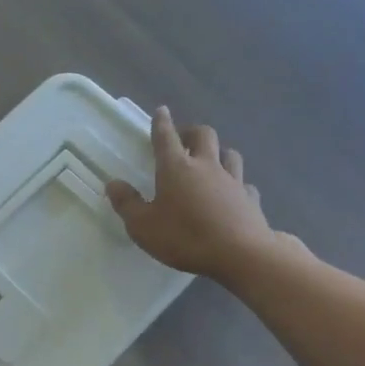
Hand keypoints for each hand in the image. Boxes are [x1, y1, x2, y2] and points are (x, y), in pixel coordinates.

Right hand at [107, 107, 282, 280]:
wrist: (240, 254)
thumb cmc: (185, 237)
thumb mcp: (143, 226)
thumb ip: (127, 204)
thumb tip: (114, 184)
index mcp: (176, 168)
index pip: (165, 137)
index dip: (161, 123)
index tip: (161, 110)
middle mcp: (206, 166)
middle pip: (203, 135)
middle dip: (191, 132)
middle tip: (183, 139)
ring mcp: (233, 180)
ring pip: (229, 154)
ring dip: (219, 152)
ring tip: (211, 162)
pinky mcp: (251, 199)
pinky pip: (245, 184)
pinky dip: (237, 184)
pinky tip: (233, 193)